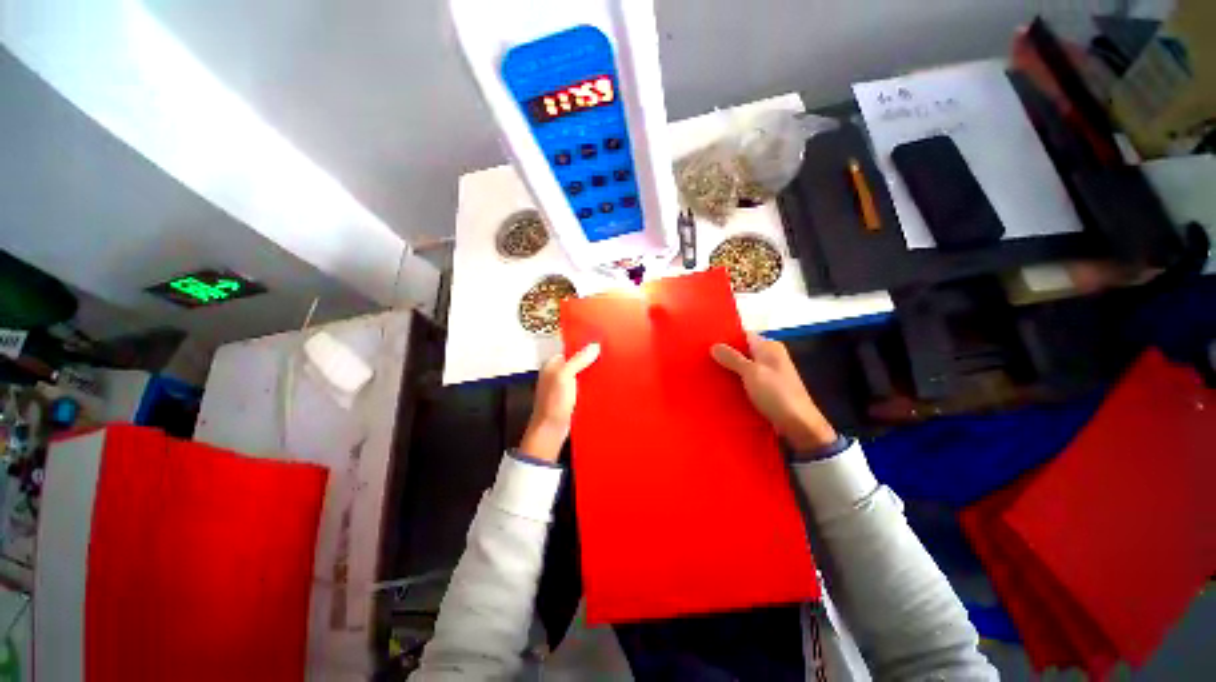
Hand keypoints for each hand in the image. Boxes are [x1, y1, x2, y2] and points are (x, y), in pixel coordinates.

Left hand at [519, 343, 601, 462]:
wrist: (551, 430)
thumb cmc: (553, 403)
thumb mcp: (565, 376)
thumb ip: (578, 360)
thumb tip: (594, 346)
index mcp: (553, 364)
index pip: (571, 349)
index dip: (584, 346)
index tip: (599, 343)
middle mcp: (558, 373)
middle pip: (578, 361)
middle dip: (591, 360)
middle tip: (607, 356)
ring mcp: (565, 386)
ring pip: (583, 374)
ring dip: (593, 373)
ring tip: (608, 369)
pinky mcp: (572, 397)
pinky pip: (585, 386)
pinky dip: (593, 385)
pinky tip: (603, 384)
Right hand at [711, 333, 836, 450]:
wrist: (799, 426)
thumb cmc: (776, 393)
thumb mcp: (752, 372)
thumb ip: (732, 358)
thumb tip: (714, 345)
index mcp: (770, 347)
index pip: (744, 335)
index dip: (726, 337)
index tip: (705, 341)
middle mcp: (770, 358)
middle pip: (742, 352)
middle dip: (723, 355)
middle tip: (701, 358)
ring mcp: (768, 375)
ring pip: (742, 368)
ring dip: (727, 370)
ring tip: (704, 371)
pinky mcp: (765, 391)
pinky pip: (745, 382)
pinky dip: (734, 383)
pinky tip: (718, 387)